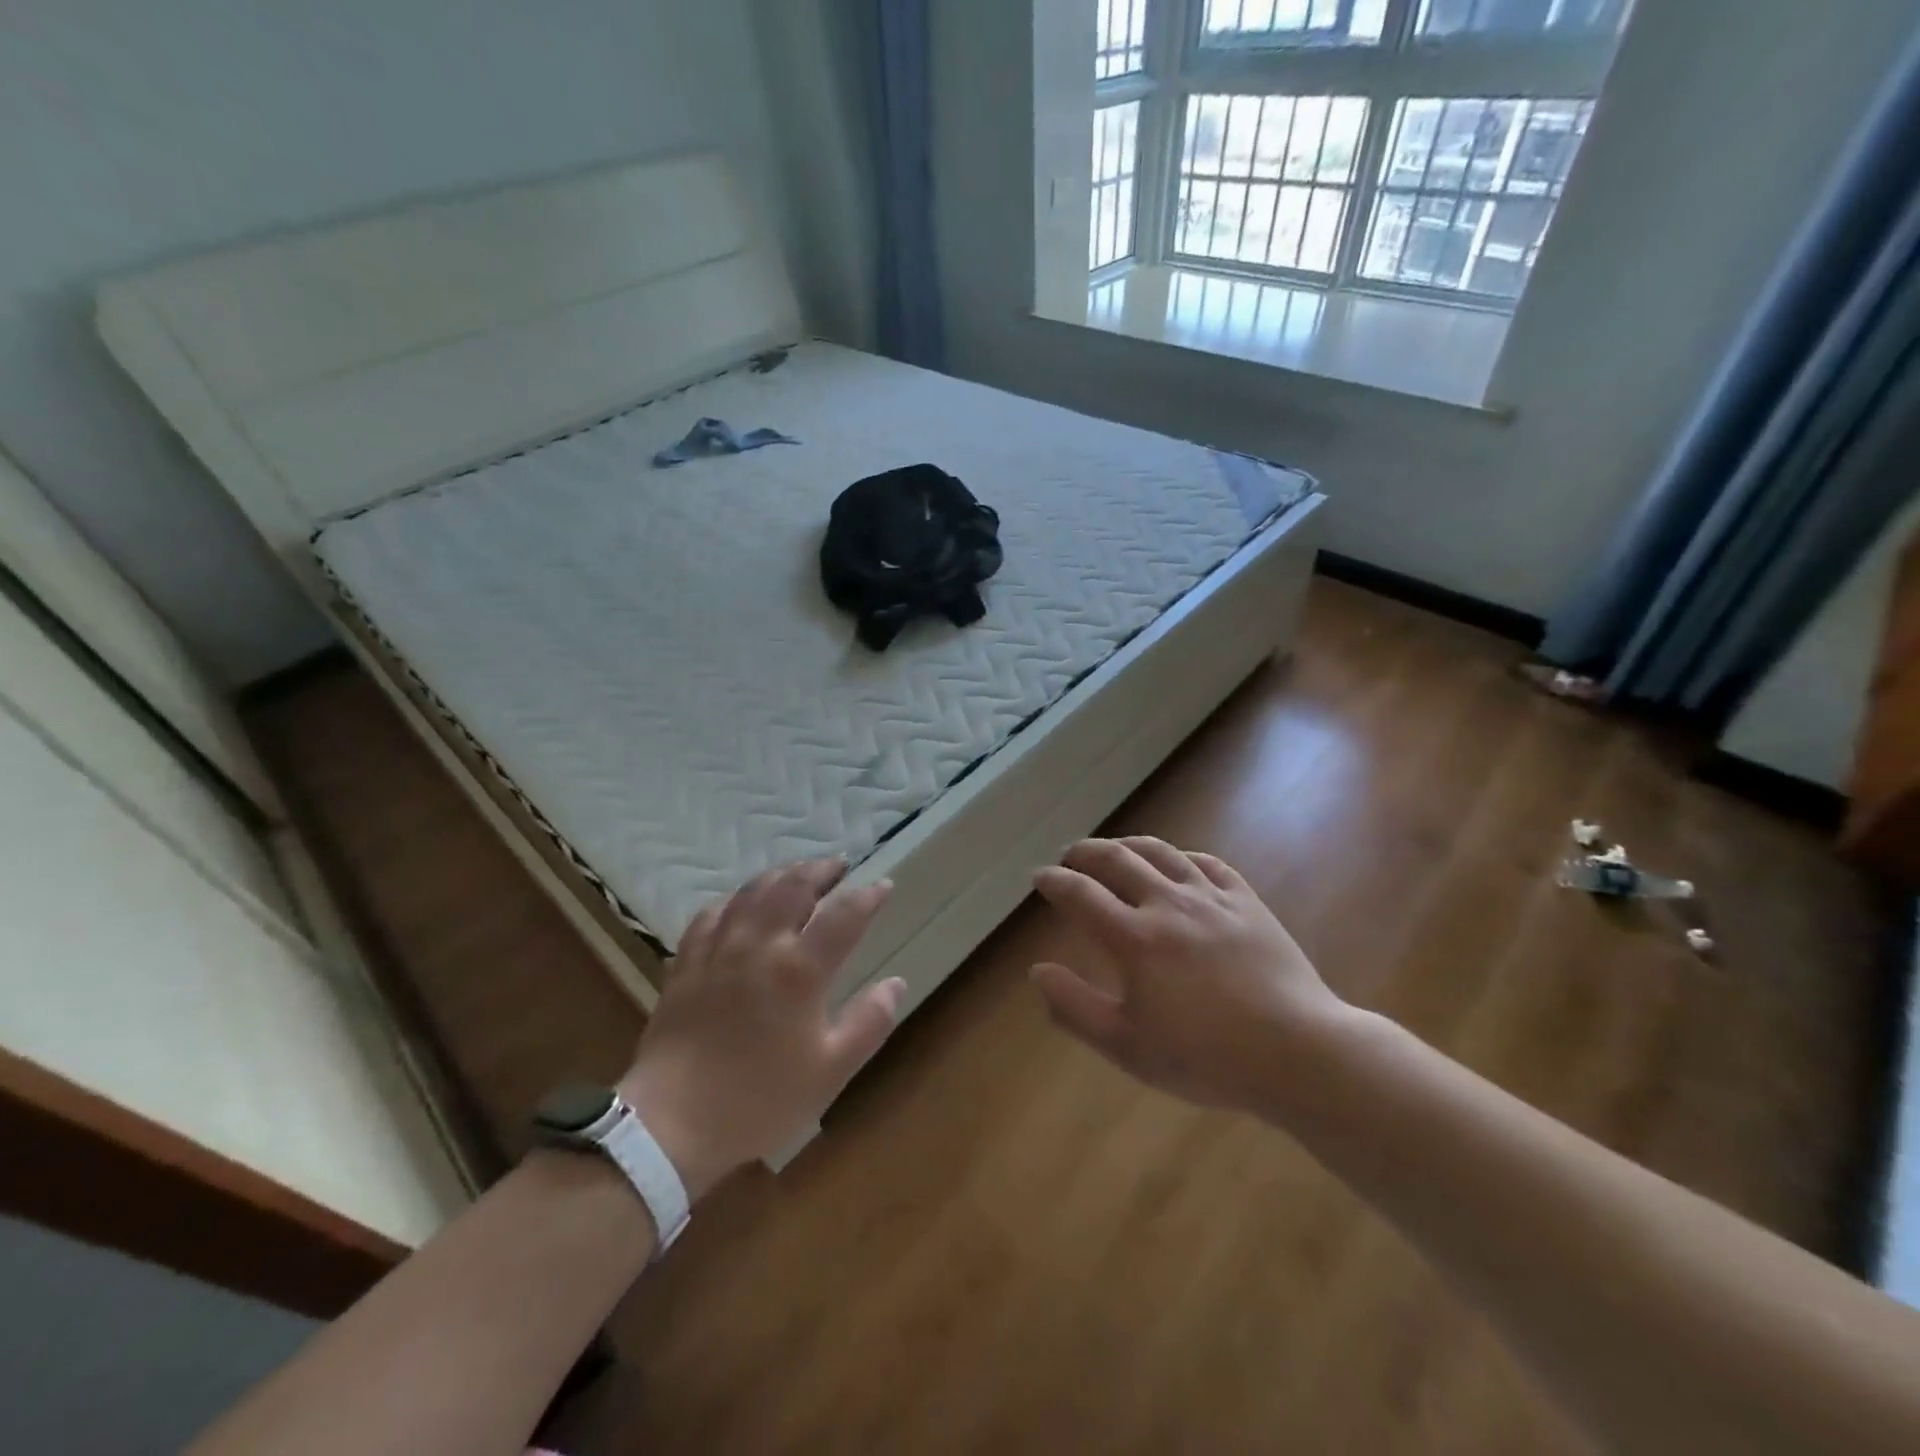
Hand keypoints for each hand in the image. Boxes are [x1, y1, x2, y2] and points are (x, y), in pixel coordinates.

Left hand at [619, 858, 904, 1198]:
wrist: (672, 1123)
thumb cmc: (759, 1099)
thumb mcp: (830, 1071)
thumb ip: (869, 1022)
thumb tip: (896, 983)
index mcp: (800, 970)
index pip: (844, 916)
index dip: (868, 896)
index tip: (883, 884)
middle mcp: (761, 945)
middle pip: (794, 887)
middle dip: (821, 869)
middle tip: (838, 865)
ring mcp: (719, 949)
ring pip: (753, 891)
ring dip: (781, 874)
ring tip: (797, 871)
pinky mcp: (687, 962)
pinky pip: (712, 913)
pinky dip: (734, 898)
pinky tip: (740, 902)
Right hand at [1031, 837, 1348, 1111]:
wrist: (1298, 1052)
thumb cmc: (1207, 1058)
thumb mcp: (1128, 1046)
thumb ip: (1075, 1007)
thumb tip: (1037, 971)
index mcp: (1134, 938)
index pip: (1080, 894)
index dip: (1054, 881)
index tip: (1039, 876)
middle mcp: (1167, 904)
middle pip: (1116, 860)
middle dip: (1084, 852)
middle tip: (1069, 855)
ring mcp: (1210, 898)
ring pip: (1160, 852)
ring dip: (1128, 844)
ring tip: (1114, 848)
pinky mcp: (1246, 901)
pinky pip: (1207, 863)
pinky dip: (1181, 857)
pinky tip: (1176, 863)